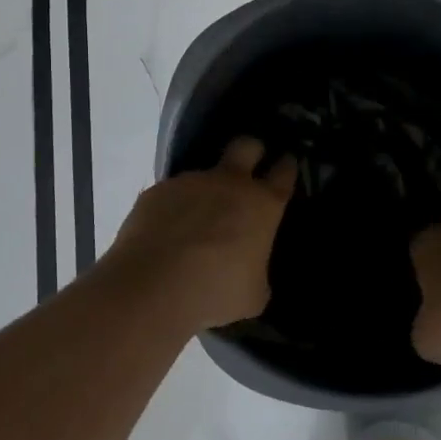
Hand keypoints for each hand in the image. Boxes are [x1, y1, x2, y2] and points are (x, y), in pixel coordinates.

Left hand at [104, 137, 296, 330]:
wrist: (154, 286)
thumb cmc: (216, 292)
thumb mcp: (254, 294)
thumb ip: (257, 270)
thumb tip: (251, 268)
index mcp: (262, 205)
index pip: (284, 171)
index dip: (286, 166)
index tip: (286, 164)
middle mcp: (228, 183)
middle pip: (246, 145)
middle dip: (252, 150)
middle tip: (250, 165)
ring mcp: (190, 183)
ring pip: (203, 174)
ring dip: (205, 191)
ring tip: (195, 222)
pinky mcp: (156, 191)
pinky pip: (171, 194)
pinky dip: (173, 209)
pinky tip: (165, 234)